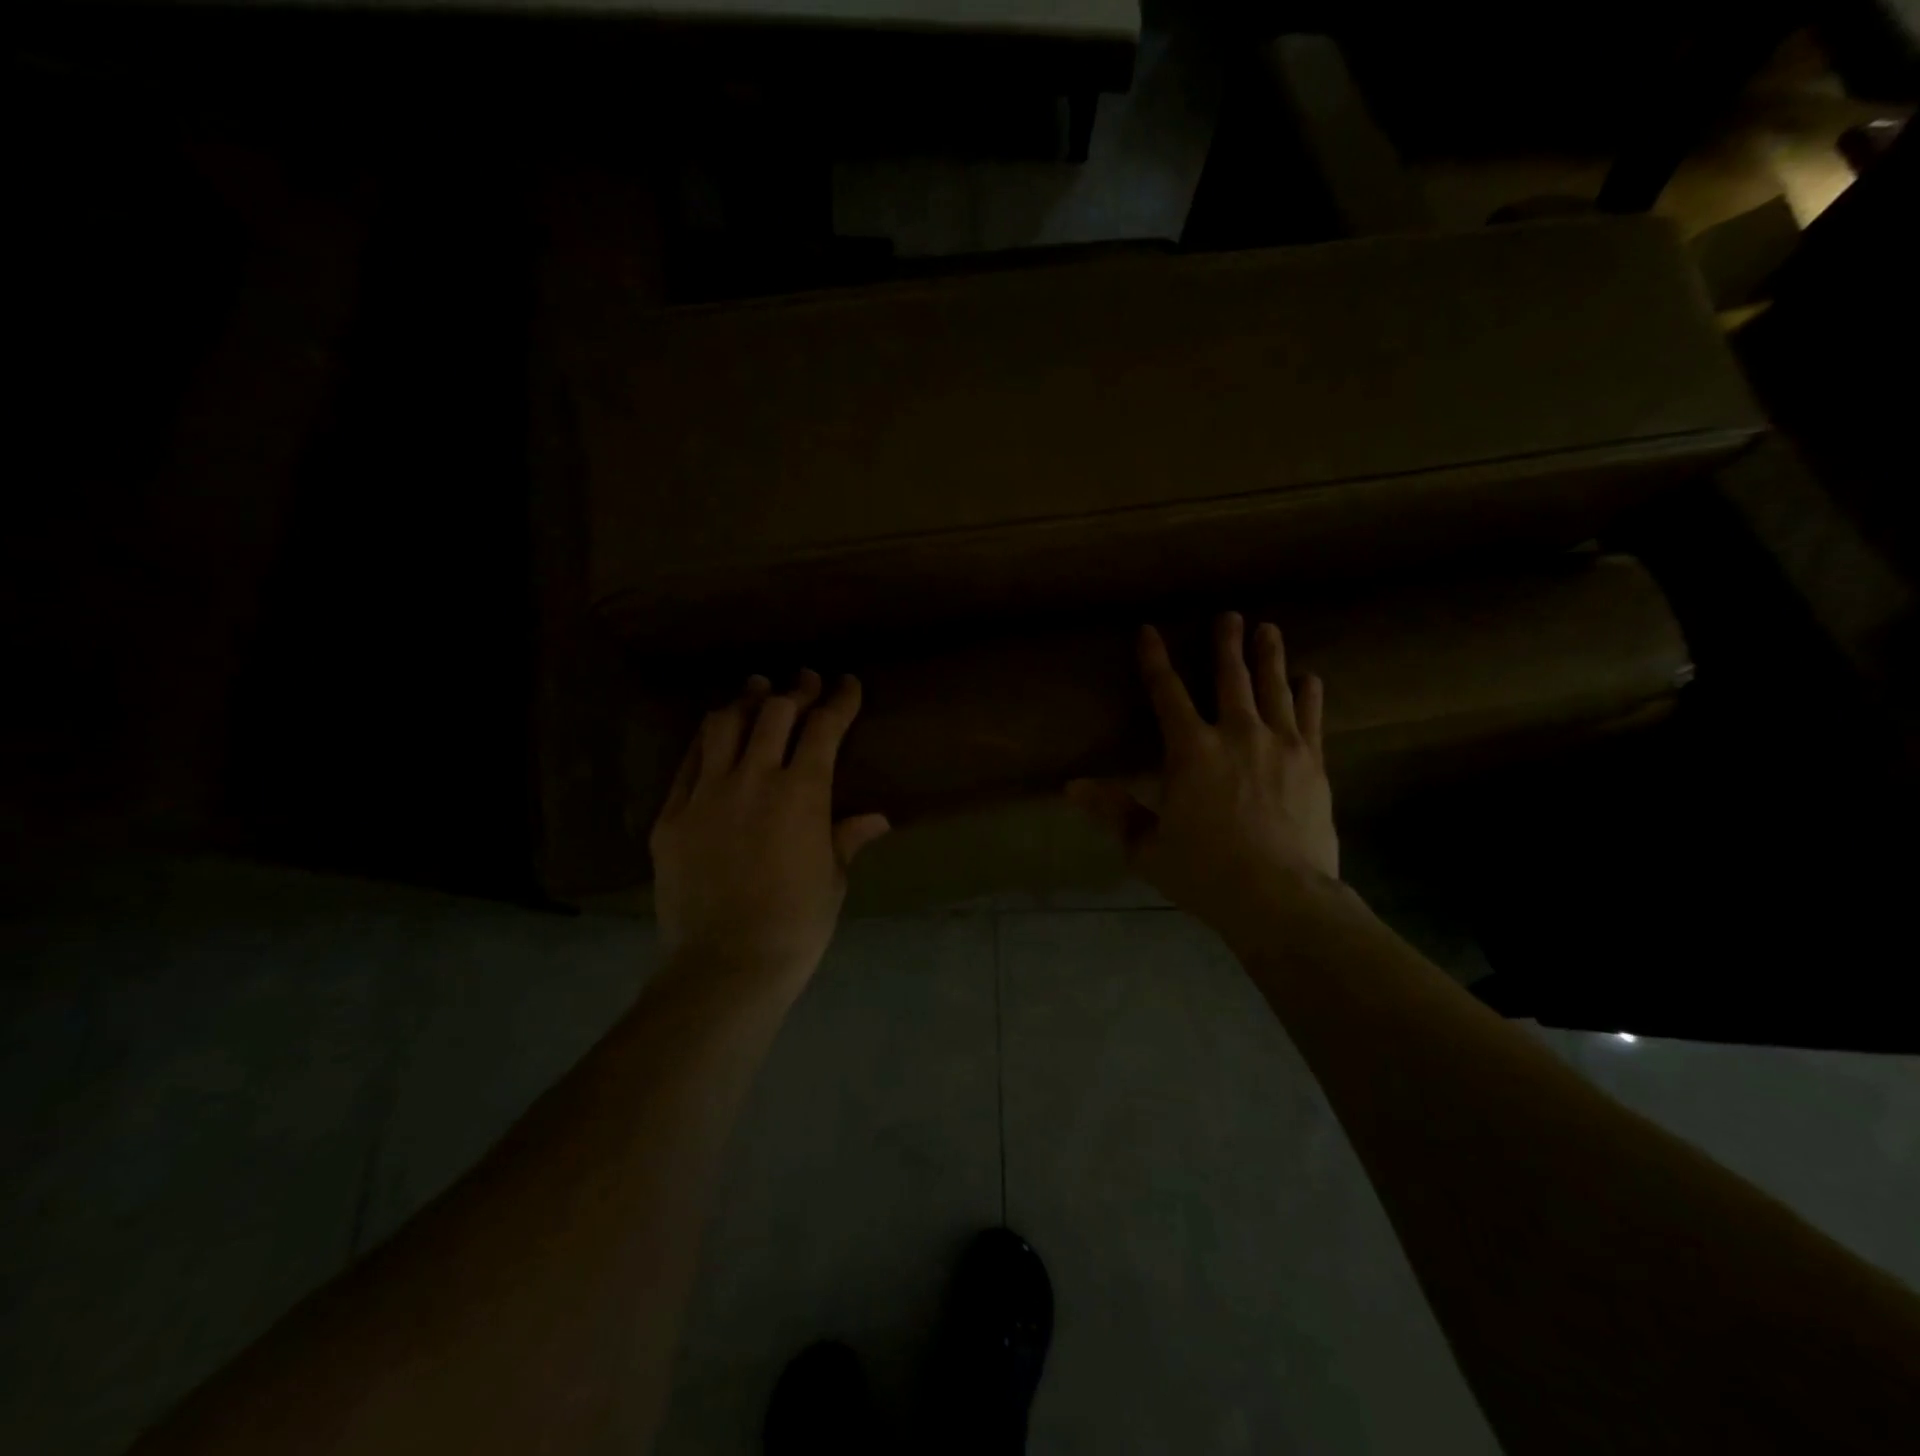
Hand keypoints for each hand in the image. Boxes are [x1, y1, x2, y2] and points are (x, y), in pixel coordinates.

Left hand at [650, 670, 889, 988]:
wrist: (725, 965)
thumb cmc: (796, 925)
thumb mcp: (832, 879)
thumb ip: (847, 838)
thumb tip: (877, 819)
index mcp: (802, 793)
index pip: (824, 728)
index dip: (839, 700)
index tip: (847, 684)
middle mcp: (753, 779)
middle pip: (773, 713)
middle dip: (794, 691)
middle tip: (804, 682)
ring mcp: (706, 794)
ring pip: (723, 726)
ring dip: (744, 702)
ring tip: (754, 690)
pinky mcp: (671, 816)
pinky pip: (687, 764)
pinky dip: (706, 742)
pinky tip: (714, 737)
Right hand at [1067, 614, 1339, 952]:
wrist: (1281, 898)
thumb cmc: (1205, 873)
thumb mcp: (1147, 847)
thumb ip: (1113, 811)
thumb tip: (1071, 786)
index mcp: (1191, 751)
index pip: (1166, 693)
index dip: (1154, 660)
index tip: (1149, 630)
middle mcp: (1236, 735)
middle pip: (1230, 678)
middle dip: (1226, 644)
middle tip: (1230, 615)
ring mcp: (1280, 745)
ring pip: (1273, 688)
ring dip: (1269, 656)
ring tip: (1268, 629)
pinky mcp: (1312, 764)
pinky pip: (1310, 718)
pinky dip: (1308, 695)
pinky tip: (1311, 678)